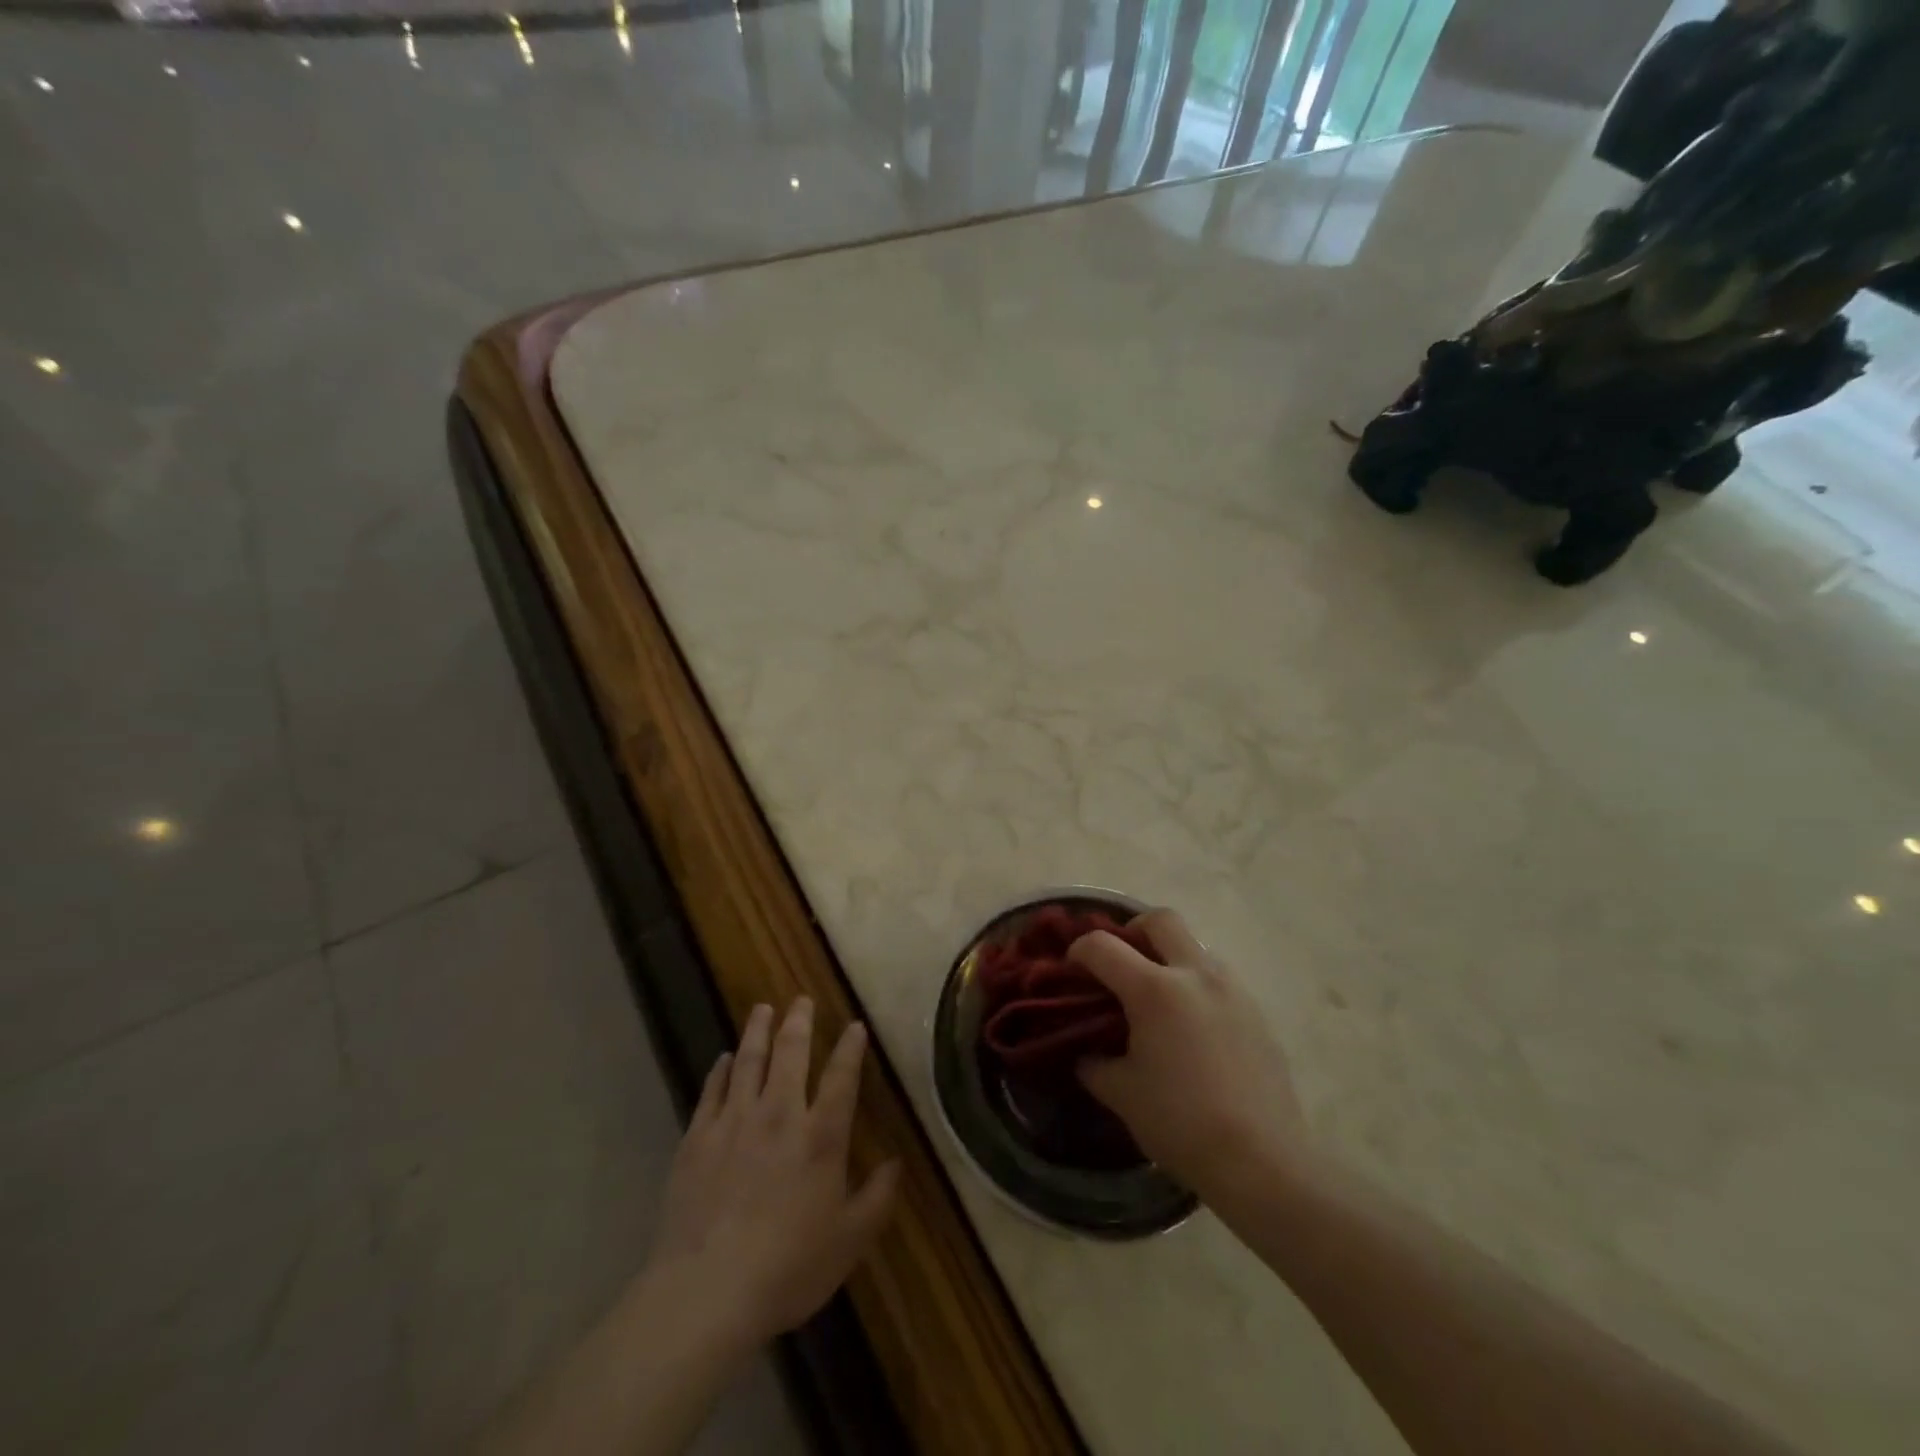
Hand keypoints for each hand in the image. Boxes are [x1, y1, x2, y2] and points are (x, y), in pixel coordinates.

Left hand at [648, 999, 899, 1348]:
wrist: (707, 1290)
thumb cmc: (788, 1267)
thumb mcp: (849, 1241)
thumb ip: (877, 1198)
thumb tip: (897, 1163)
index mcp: (820, 1136)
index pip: (841, 1078)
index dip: (850, 1048)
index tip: (854, 1025)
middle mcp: (779, 1115)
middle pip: (791, 1054)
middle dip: (799, 1022)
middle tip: (801, 999)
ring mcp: (734, 1122)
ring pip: (748, 1061)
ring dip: (757, 1031)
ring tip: (763, 1009)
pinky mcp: (698, 1138)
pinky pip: (712, 1091)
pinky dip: (720, 1071)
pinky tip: (723, 1059)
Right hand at [1071, 911, 1305, 1196]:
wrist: (1262, 1162)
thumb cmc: (1181, 1123)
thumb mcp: (1121, 1093)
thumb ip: (1094, 1062)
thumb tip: (1085, 1051)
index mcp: (1155, 989)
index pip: (1103, 946)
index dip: (1079, 951)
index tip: (1072, 970)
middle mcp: (1196, 975)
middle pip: (1160, 920)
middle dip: (1133, 931)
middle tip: (1121, 964)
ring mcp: (1232, 990)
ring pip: (1194, 947)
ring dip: (1169, 958)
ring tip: (1157, 1001)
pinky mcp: (1257, 1012)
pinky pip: (1218, 979)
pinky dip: (1195, 986)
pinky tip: (1191, 1029)